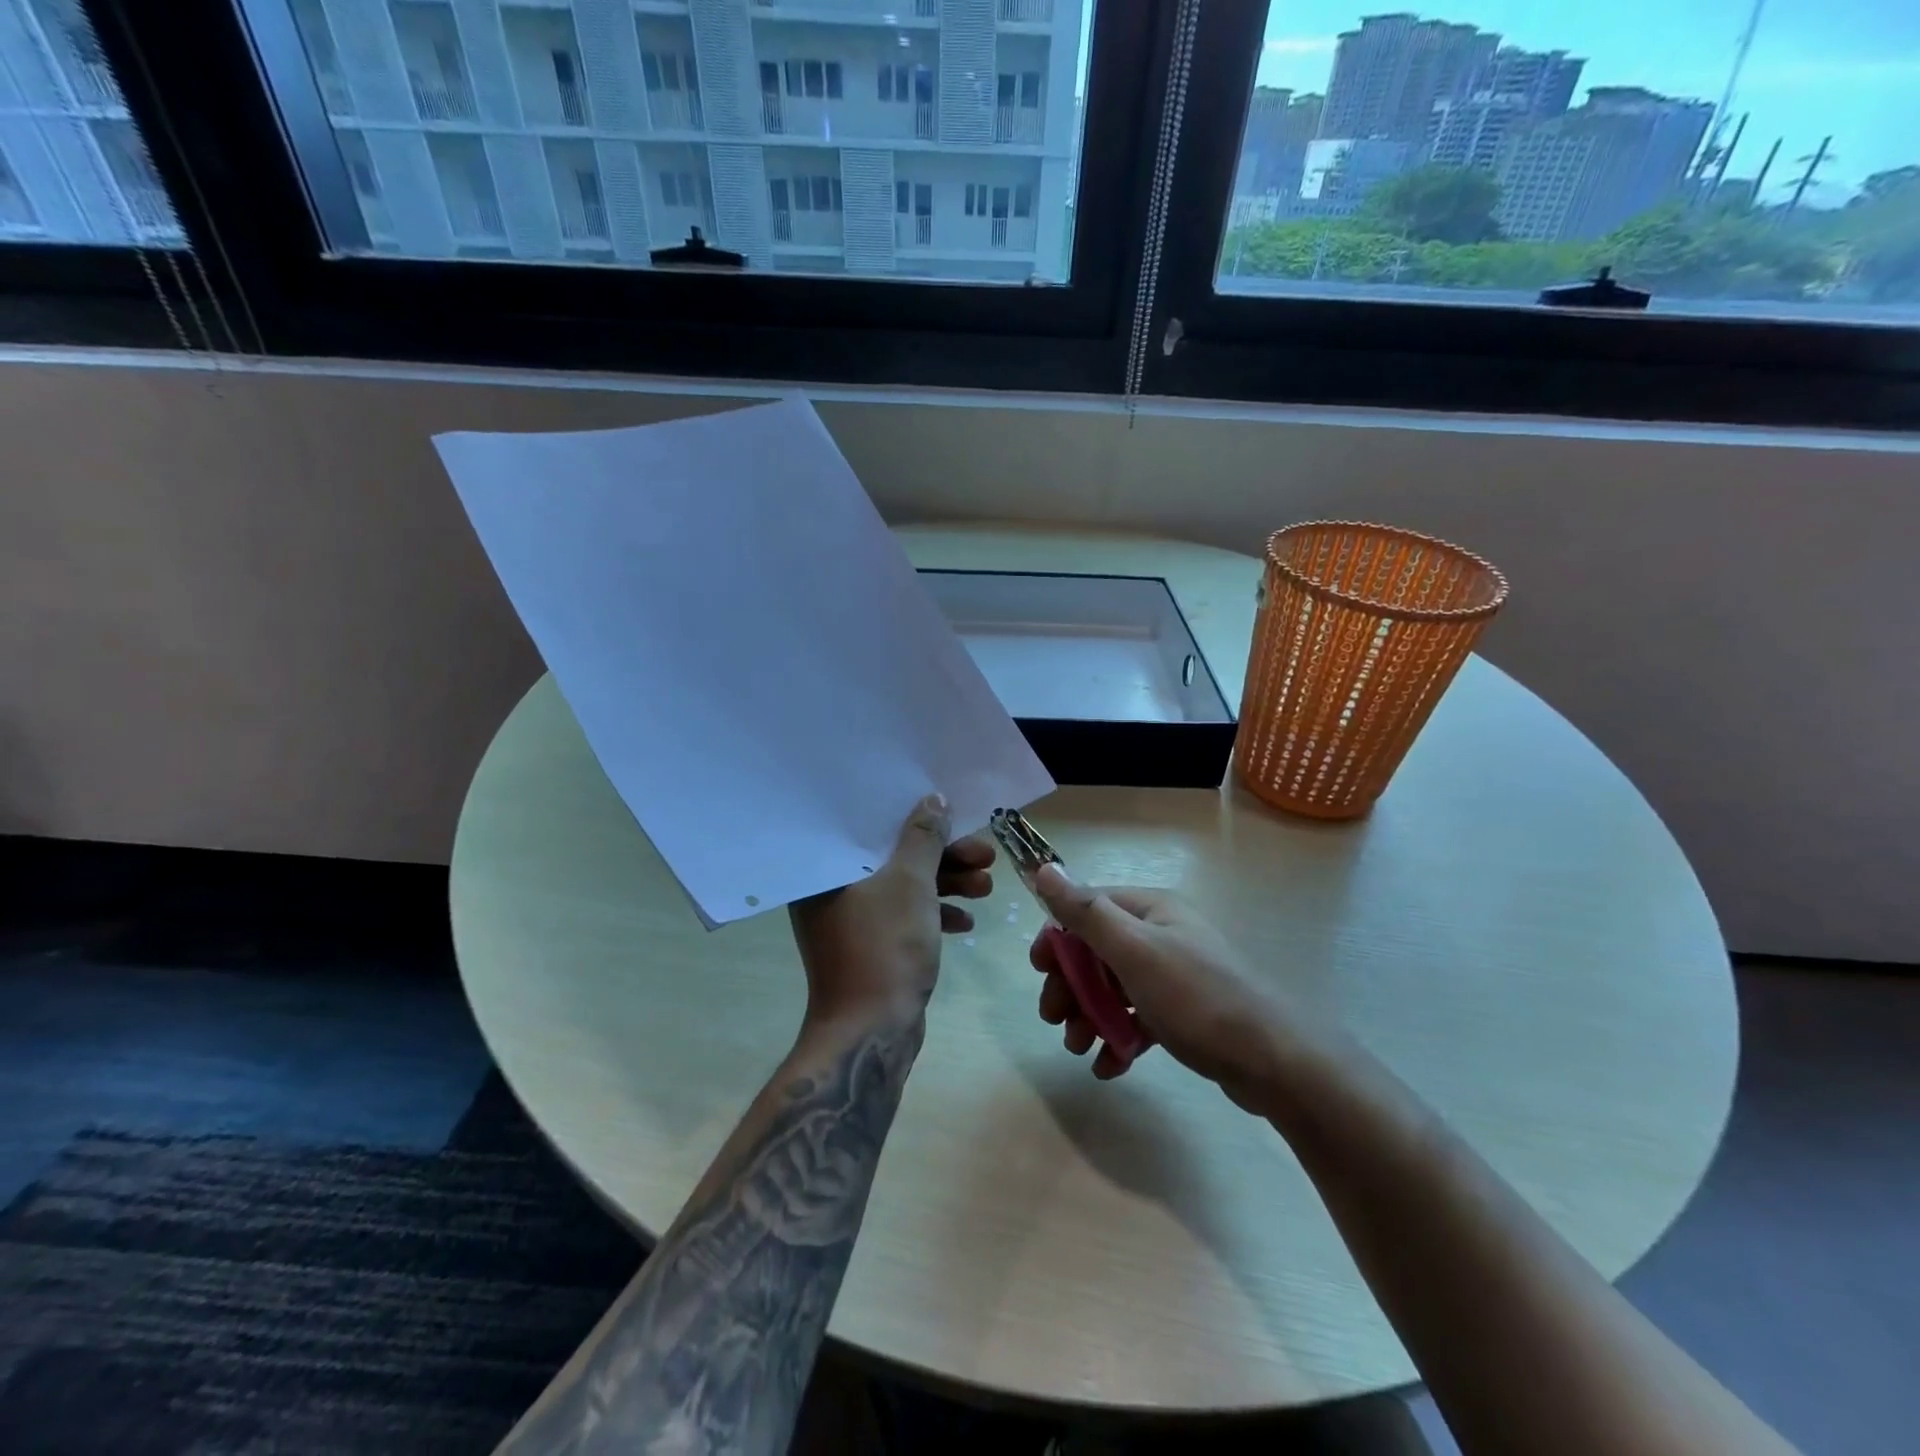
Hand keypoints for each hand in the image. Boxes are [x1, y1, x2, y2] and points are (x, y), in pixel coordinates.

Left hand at [789, 794, 994, 1026]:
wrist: (871, 1032)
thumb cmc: (885, 946)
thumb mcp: (911, 883)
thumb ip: (924, 837)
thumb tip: (934, 799)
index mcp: (826, 870)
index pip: (873, 827)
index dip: (917, 817)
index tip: (954, 817)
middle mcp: (831, 892)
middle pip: (895, 857)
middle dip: (945, 857)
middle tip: (985, 856)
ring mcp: (850, 922)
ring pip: (903, 888)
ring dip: (947, 885)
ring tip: (987, 887)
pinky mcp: (869, 946)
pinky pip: (903, 916)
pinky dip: (933, 914)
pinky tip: (966, 922)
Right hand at [1030, 865, 1301, 1110]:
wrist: (1276, 1063)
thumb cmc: (1197, 997)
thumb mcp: (1135, 951)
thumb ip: (1086, 912)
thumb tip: (1044, 868)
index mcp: (1151, 910)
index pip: (1089, 909)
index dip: (1058, 937)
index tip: (1039, 970)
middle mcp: (1162, 935)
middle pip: (1097, 952)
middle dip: (1071, 984)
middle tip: (1053, 1019)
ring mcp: (1174, 975)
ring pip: (1114, 988)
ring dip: (1089, 1015)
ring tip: (1077, 1047)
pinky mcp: (1184, 1014)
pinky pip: (1137, 1018)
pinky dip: (1118, 1037)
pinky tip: (1108, 1065)